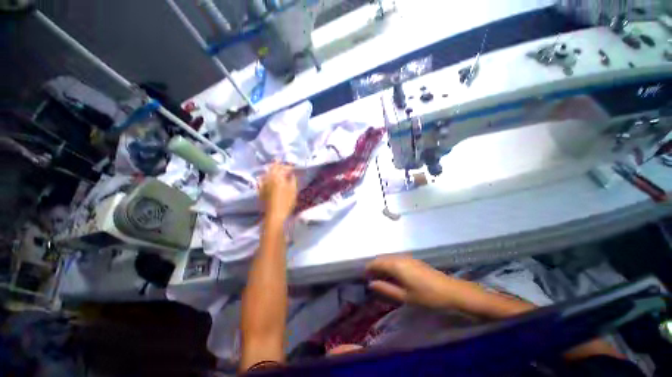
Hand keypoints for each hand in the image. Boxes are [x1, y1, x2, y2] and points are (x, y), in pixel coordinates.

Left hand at [260, 162, 297, 223]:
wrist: (275, 215)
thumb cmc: (286, 202)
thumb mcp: (293, 190)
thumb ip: (292, 180)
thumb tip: (291, 174)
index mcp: (277, 177)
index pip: (283, 168)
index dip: (288, 166)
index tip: (293, 165)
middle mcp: (269, 179)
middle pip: (273, 168)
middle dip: (278, 164)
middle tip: (282, 162)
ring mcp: (263, 185)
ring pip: (267, 173)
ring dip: (272, 169)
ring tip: (275, 168)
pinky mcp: (261, 191)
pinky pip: (263, 180)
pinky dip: (266, 176)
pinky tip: (268, 178)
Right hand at [366, 255, 466, 309]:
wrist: (450, 290)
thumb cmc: (426, 296)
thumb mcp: (404, 296)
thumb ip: (386, 289)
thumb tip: (371, 284)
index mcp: (395, 265)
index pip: (376, 263)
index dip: (368, 268)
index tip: (364, 277)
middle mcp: (399, 257)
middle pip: (382, 258)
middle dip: (374, 266)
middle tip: (371, 278)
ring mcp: (407, 257)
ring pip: (389, 258)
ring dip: (382, 265)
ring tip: (380, 277)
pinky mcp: (413, 259)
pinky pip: (396, 259)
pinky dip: (390, 264)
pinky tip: (392, 274)